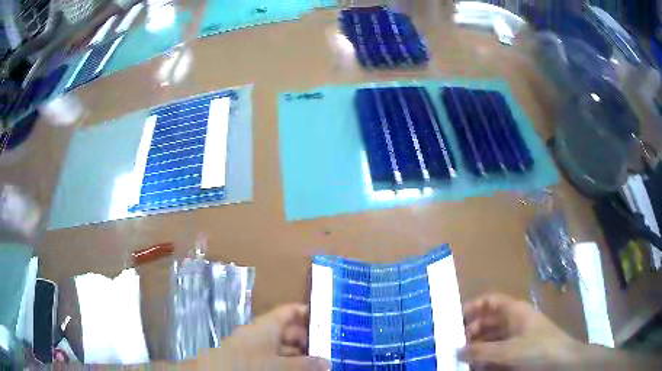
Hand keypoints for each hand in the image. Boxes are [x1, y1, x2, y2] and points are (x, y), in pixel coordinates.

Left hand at [198, 304, 329, 369]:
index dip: (308, 312)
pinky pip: (273, 356)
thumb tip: (326, 362)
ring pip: (281, 346)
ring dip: (298, 354)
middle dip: (308, 339)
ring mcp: (254, 347)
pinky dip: (286, 362)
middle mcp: (260, 333)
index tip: (327, 319)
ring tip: (317, 363)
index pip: (290, 311)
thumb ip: (305, 364)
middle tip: (327, 349)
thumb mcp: (280, 365)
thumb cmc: (248, 364)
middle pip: (288, 330)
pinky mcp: (249, 359)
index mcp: (267, 325)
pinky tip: (297, 369)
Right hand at [459, 293, 580, 369]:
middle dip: (469, 333)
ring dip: (475, 349)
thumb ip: (481, 351)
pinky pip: (496, 352)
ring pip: (490, 339)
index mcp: (514, 311)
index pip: (489, 302)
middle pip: (487, 322)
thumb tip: (455, 350)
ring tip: (459, 360)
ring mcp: (516, 337)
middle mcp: (514, 321)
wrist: (562, 362)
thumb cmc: (538, 349)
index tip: (453, 321)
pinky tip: (474, 367)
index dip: (471, 307)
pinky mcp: (517, 352)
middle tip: (452, 347)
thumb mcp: (508, 351)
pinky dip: (484, 359)